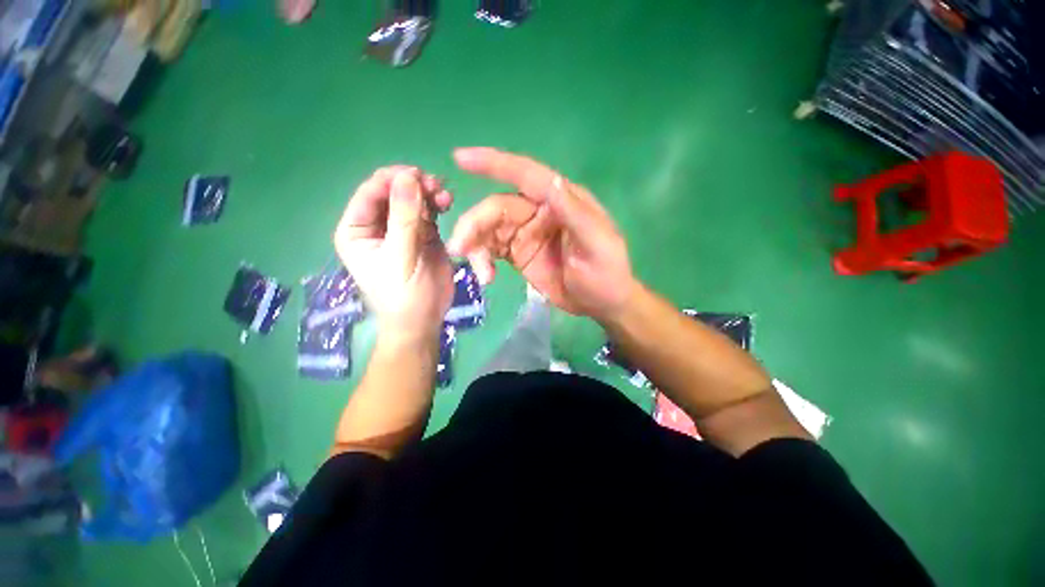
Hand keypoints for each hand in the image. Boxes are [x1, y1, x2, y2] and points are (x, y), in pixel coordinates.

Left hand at [334, 167, 453, 341]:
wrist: (423, 320)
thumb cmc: (404, 294)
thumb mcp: (401, 256)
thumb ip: (405, 218)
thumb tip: (408, 177)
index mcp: (357, 230)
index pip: (370, 193)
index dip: (392, 180)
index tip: (417, 176)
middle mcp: (377, 225)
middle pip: (393, 192)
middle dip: (413, 186)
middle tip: (435, 186)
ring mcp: (402, 229)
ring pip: (412, 199)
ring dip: (428, 193)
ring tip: (445, 196)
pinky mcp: (423, 234)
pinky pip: (428, 212)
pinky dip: (437, 205)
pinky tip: (447, 203)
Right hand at [448, 148, 635, 321]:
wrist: (600, 303)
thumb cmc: (605, 272)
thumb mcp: (597, 243)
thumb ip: (574, 213)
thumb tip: (551, 182)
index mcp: (561, 200)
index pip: (526, 175)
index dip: (494, 164)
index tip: (461, 158)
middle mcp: (539, 211)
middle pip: (497, 207)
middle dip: (475, 224)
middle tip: (459, 248)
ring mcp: (525, 233)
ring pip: (489, 228)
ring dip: (475, 245)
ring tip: (479, 272)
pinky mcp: (517, 253)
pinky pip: (491, 249)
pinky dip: (482, 259)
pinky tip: (486, 277)